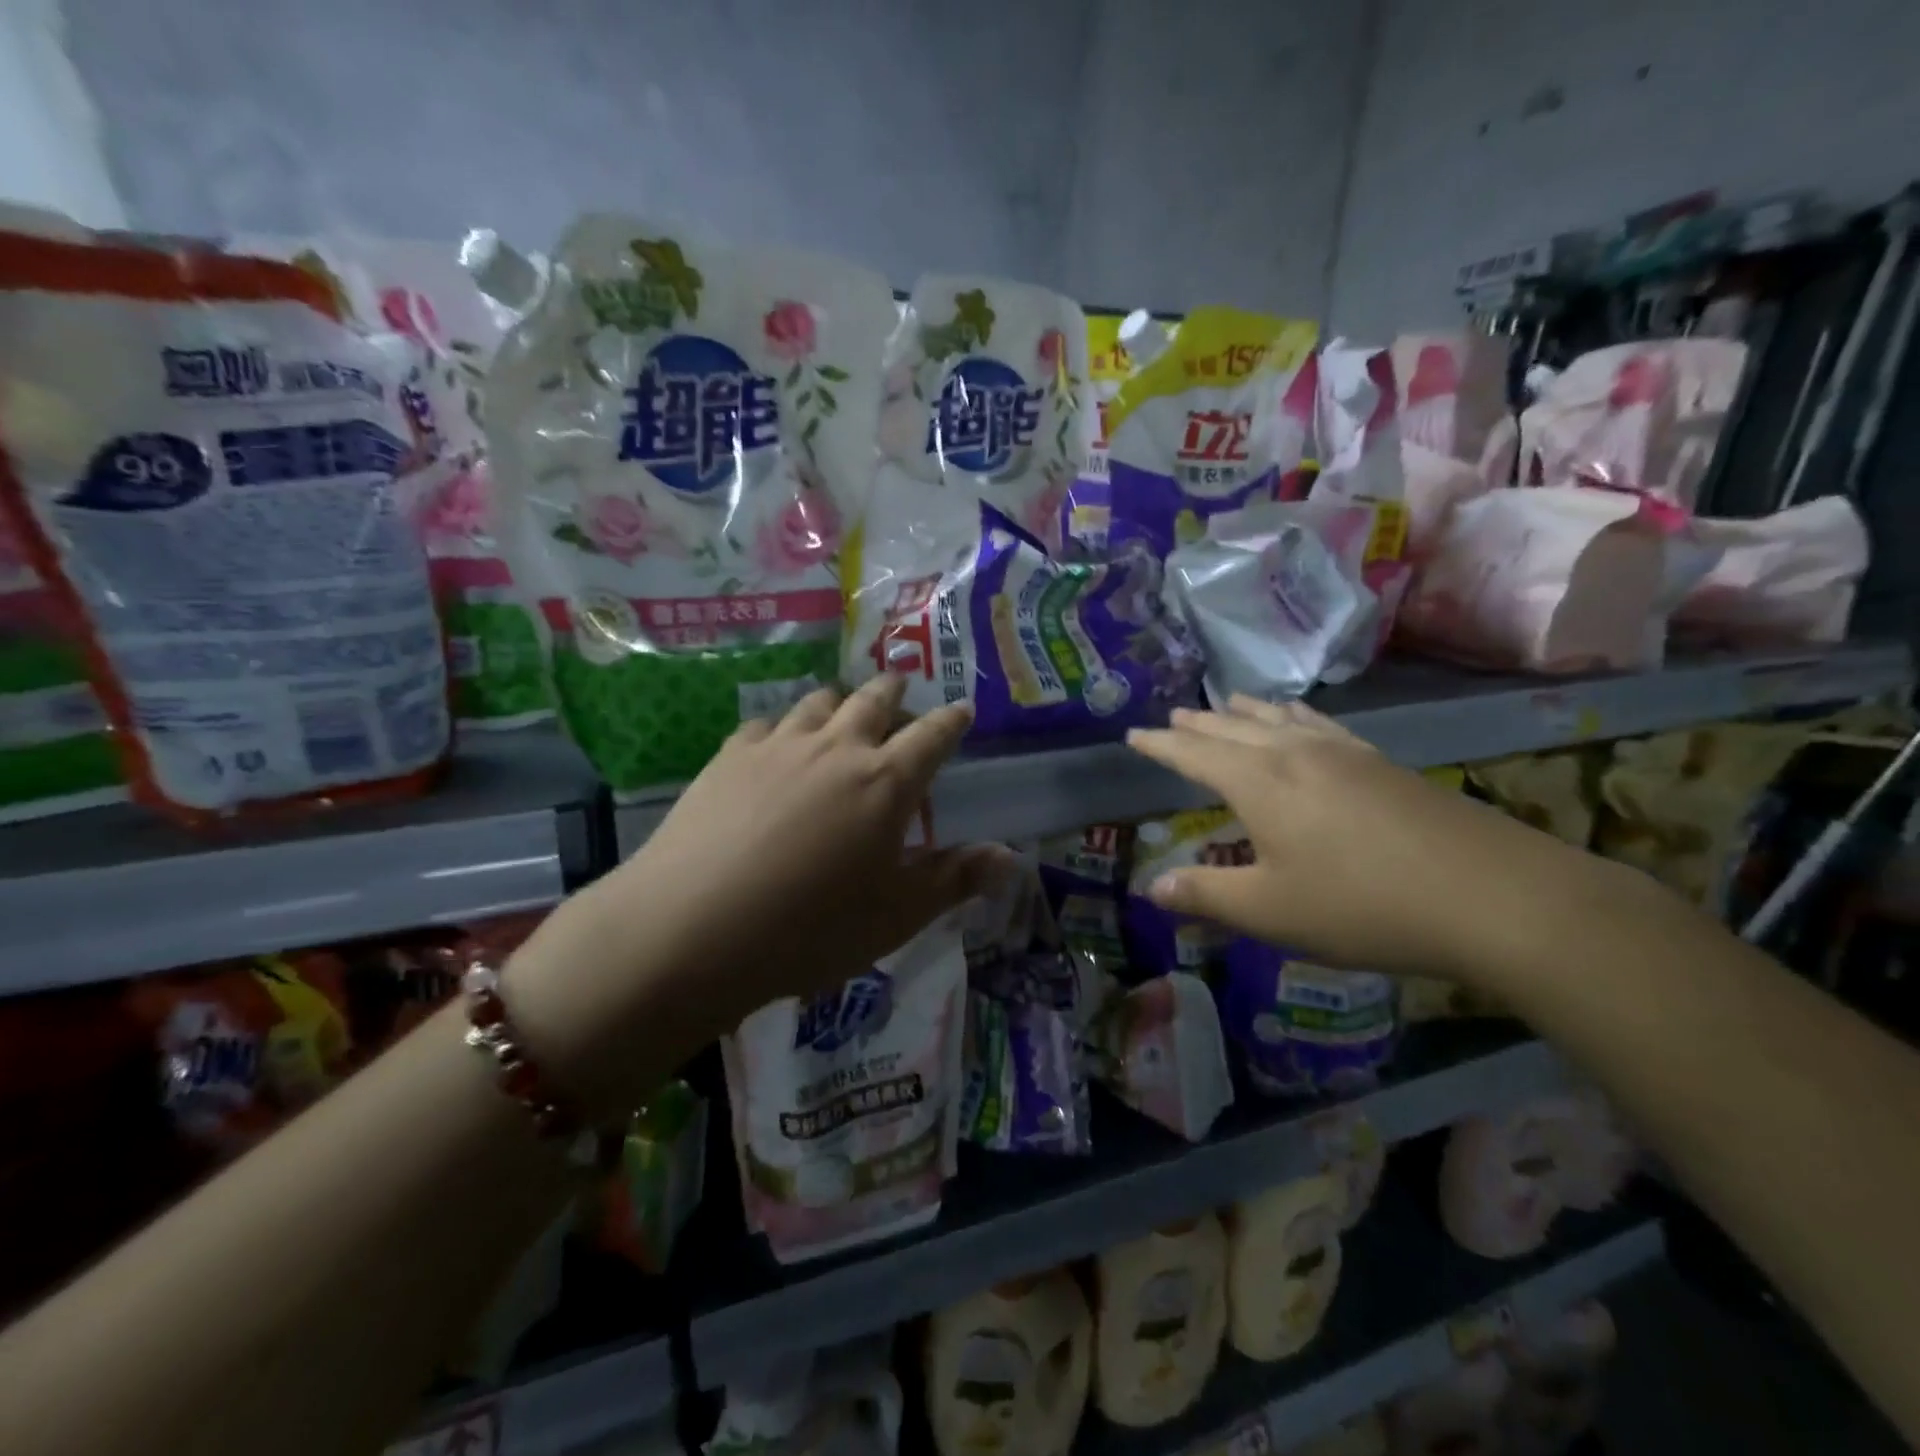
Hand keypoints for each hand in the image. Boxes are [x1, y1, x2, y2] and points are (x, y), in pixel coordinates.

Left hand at [512, 679, 1011, 1113]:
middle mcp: (837, 748)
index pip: (932, 736)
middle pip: (874, 701)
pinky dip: (784, 726)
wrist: (690, 930)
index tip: (962, 709)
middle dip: (895, 690)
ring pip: (819, 702)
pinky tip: (777, 742)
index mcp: (886, 783)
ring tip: (844, 705)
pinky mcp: (730, 756)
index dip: (952, 721)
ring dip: (840, 699)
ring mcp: (779, 746)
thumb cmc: (808, 929)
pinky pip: (766, 724)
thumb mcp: (894, 916)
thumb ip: (954, 879)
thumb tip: (1010, 857)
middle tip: (902, 685)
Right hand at [1126, 697, 1592, 981]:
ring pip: (1281, 720)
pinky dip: (1297, 718)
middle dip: (1199, 722)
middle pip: (1234, 728)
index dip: (1160, 744)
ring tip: (1230, 701)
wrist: (1492, 896)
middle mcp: (1296, 755)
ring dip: (1246, 711)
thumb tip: (1152, 886)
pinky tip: (1305, 725)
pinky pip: (1323, 726)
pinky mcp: (1384, 765)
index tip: (1134, 734)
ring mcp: (1345, 754)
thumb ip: (1206, 895)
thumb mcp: (1270, 911)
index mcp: (1259, 783)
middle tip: (1174, 715)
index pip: (1194, 753)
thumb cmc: (1362, 905)